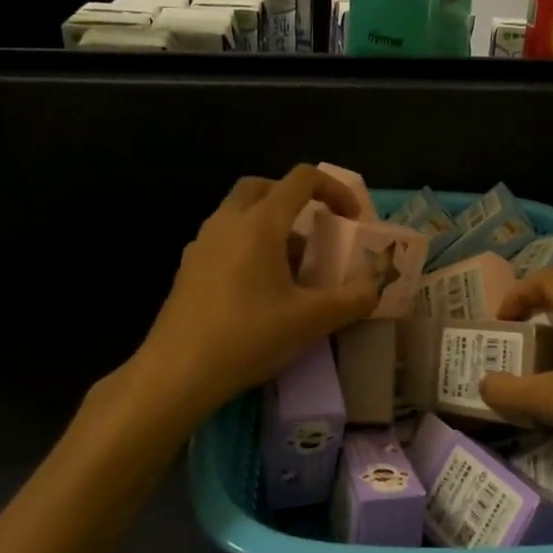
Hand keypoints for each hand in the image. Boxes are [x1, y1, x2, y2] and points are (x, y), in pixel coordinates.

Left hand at [135, 166, 381, 417]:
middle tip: (316, 230)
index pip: (301, 179)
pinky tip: (261, 292)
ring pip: (241, 215)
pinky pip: (226, 241)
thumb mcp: (313, 320)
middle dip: (295, 200)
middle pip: (263, 187)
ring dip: (272, 227)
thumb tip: (376, 286)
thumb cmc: (249, 336)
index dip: (334, 190)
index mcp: (259, 223)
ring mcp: (202, 245)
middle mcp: (227, 222)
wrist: (177, 373)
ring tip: (295, 270)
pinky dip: (250, 248)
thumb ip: (354, 299)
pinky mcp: (189, 270)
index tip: (352, 220)